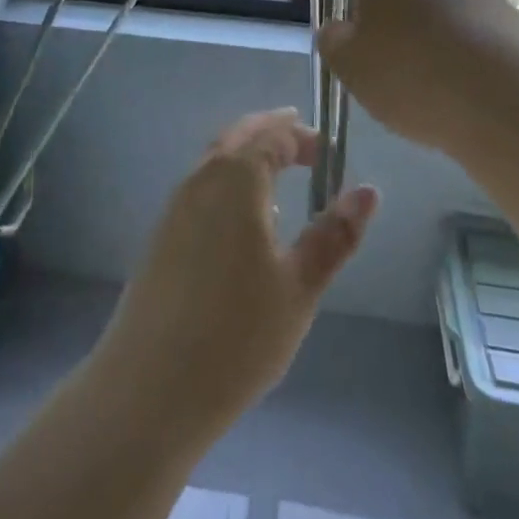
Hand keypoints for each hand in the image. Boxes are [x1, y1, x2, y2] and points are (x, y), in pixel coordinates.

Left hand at [89, 110, 378, 435]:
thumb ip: (334, 235)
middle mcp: (200, 180)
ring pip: (214, 161)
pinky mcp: (161, 236)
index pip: (271, 136)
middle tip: (302, 141)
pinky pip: (200, 188)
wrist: (150, 386)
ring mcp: (175, 207)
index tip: (327, 151)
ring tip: (277, 174)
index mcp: (236, 179)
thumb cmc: (237, 335)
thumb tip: (368, 191)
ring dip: (246, 154)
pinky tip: (241, 219)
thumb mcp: (300, 286)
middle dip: (270, 132)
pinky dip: (226, 181)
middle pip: (237, 137)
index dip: (301, 136)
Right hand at [317, 0, 518, 158]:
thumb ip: (332, 39)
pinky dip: (447, 27)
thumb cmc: (411, 72)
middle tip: (366, 24)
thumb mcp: (349, 64)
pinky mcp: (502, 3)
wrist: (509, 102)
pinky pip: (460, 8)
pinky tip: (446, 65)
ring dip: (415, 7)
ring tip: (408, 52)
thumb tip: (338, 28)